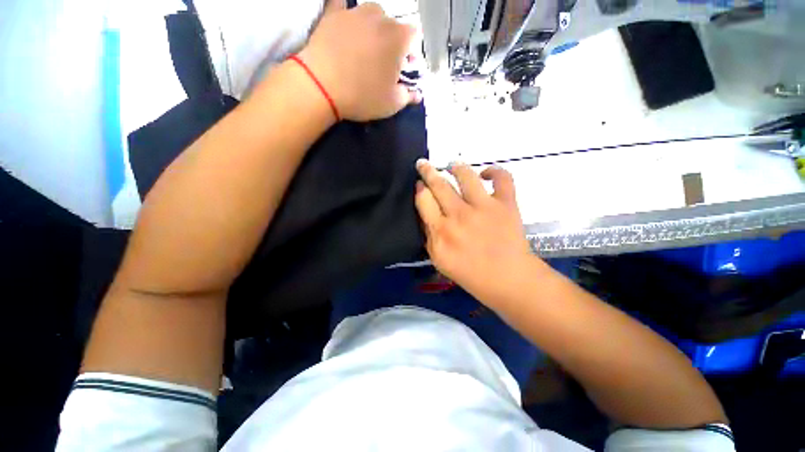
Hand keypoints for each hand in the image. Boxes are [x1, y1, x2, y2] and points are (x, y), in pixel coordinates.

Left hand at [298, 1, 420, 121]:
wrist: (322, 86)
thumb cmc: (363, 96)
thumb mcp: (392, 104)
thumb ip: (408, 96)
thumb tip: (417, 95)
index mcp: (399, 38)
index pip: (414, 37)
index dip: (411, 53)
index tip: (403, 68)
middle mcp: (380, 17)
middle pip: (393, 25)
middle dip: (392, 42)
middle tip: (383, 62)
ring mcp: (355, 12)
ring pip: (372, 14)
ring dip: (373, 28)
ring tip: (365, 47)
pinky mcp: (333, 13)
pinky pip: (342, 4)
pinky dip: (346, 12)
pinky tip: (345, 21)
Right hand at [415, 160, 541, 305]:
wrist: (508, 280)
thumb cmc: (470, 274)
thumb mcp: (439, 260)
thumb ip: (429, 235)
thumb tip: (425, 214)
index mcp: (441, 231)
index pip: (423, 199)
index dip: (419, 188)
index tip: (419, 185)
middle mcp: (459, 215)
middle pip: (439, 184)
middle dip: (428, 171)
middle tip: (423, 164)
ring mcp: (484, 207)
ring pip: (465, 175)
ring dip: (456, 167)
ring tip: (453, 165)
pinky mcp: (506, 204)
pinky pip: (502, 178)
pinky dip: (495, 171)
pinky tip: (486, 173)